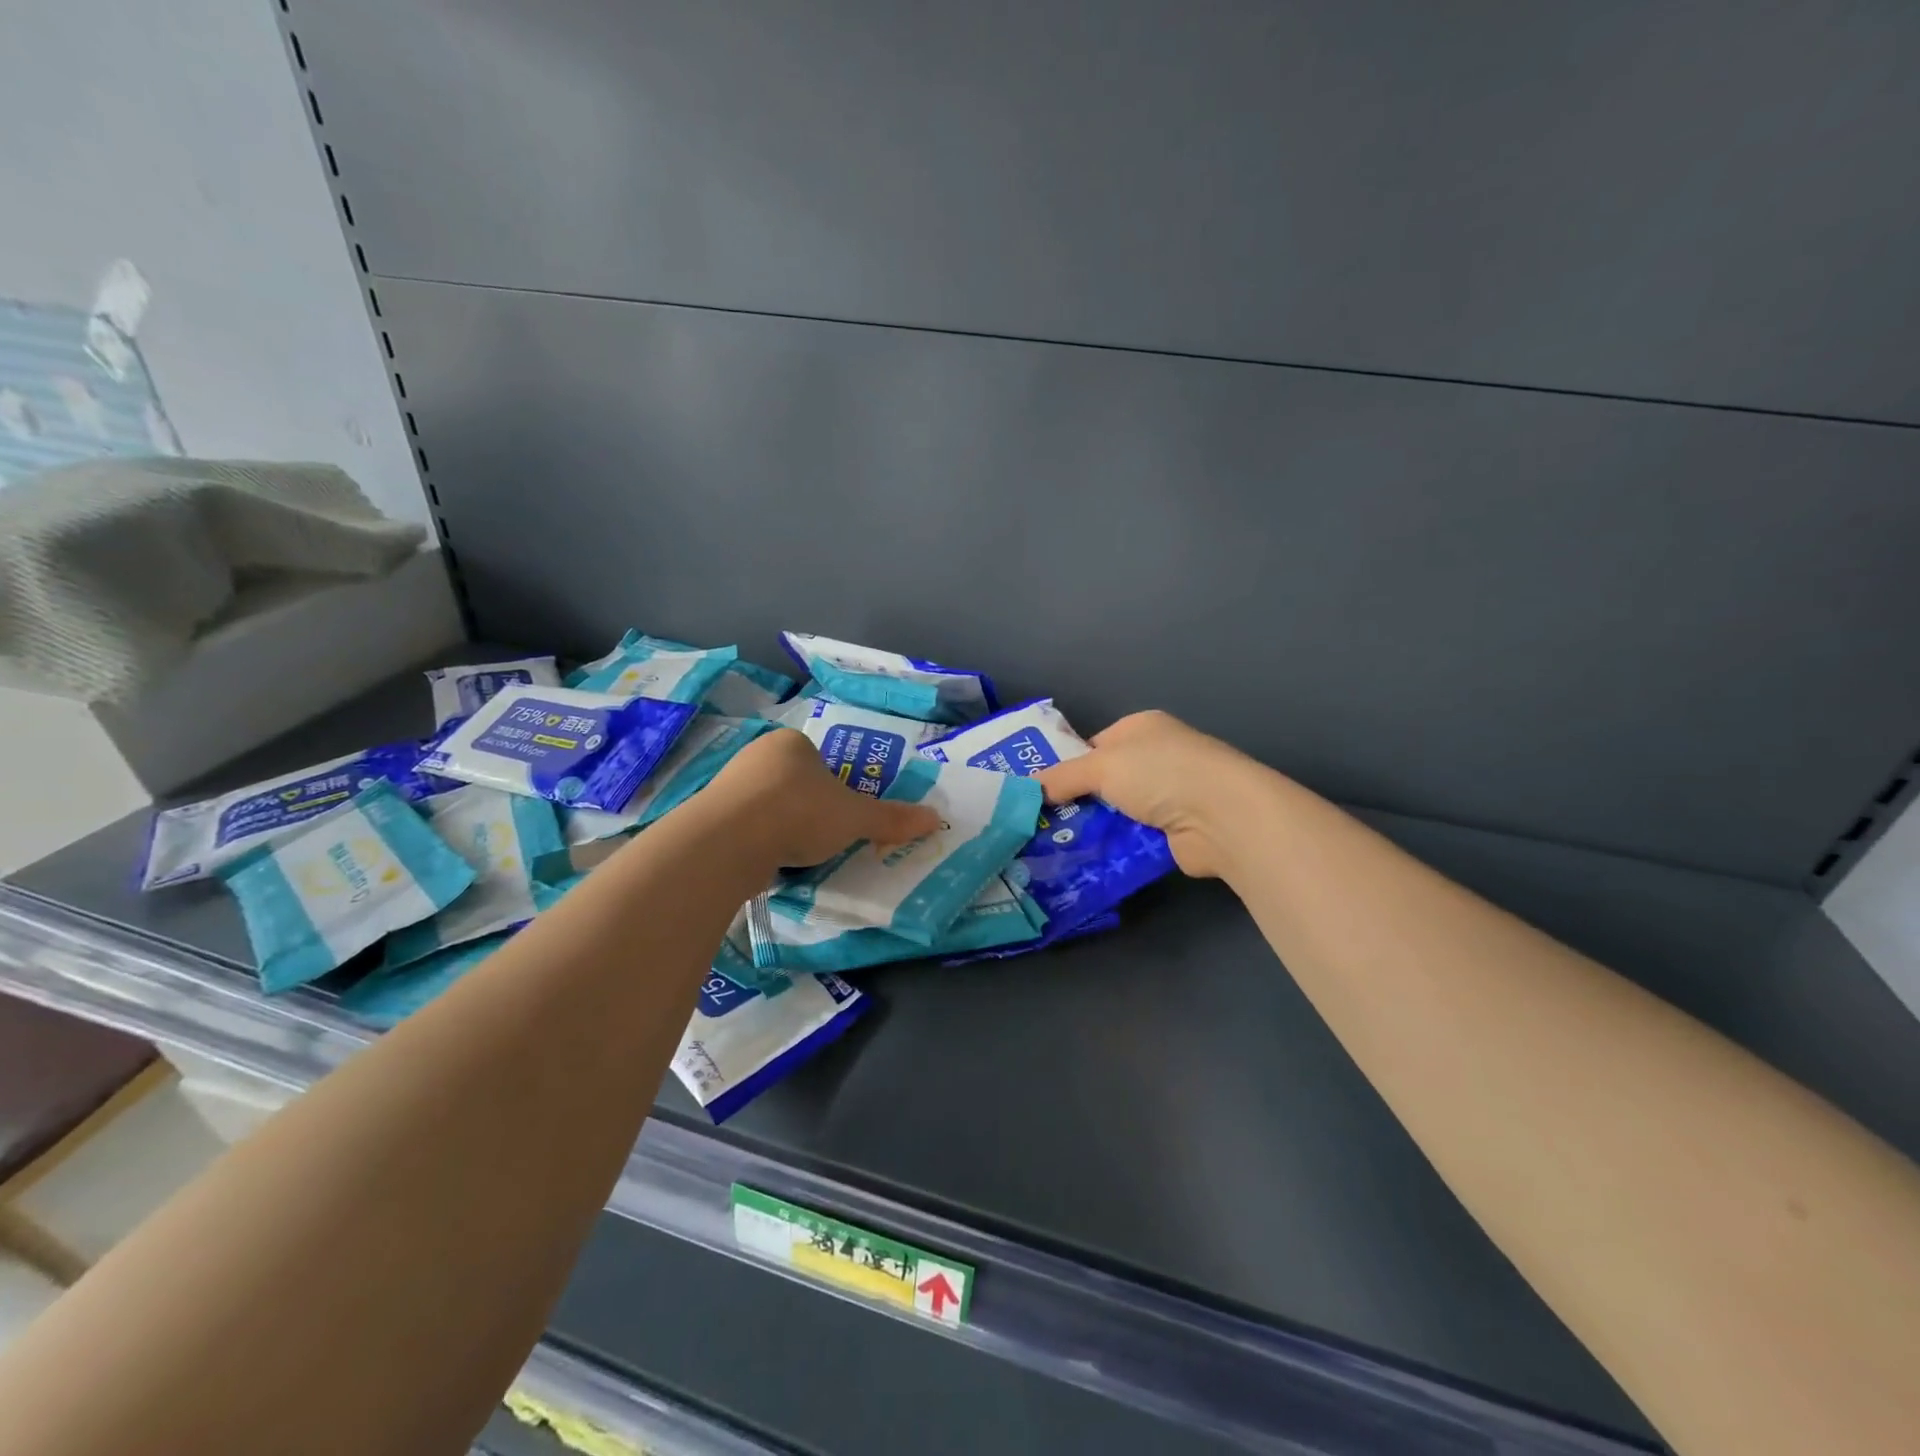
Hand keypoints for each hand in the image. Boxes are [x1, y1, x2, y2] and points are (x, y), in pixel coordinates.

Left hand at [707, 727, 941, 867]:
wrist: (730, 840)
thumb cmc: (800, 812)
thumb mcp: (856, 817)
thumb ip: (892, 818)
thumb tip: (936, 820)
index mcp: (792, 743)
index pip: (820, 761)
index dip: (836, 787)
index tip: (843, 815)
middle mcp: (757, 756)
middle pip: (794, 783)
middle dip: (809, 809)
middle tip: (826, 837)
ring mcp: (728, 785)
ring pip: (768, 807)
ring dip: (783, 828)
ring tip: (799, 855)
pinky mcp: (710, 817)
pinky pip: (745, 829)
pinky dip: (760, 844)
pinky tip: (770, 864)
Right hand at [1034, 711, 1253, 877]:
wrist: (1221, 816)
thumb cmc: (1160, 773)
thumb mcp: (1100, 765)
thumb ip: (1062, 777)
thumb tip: (1028, 790)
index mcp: (1141, 728)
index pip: (1094, 745)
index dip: (1067, 766)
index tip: (1040, 792)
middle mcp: (1156, 758)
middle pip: (1104, 782)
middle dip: (1076, 802)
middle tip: (1040, 825)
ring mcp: (1168, 796)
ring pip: (1116, 813)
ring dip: (1093, 829)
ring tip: (1054, 848)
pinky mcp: (1174, 832)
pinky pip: (1132, 838)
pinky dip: (1114, 848)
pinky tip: (1086, 861)